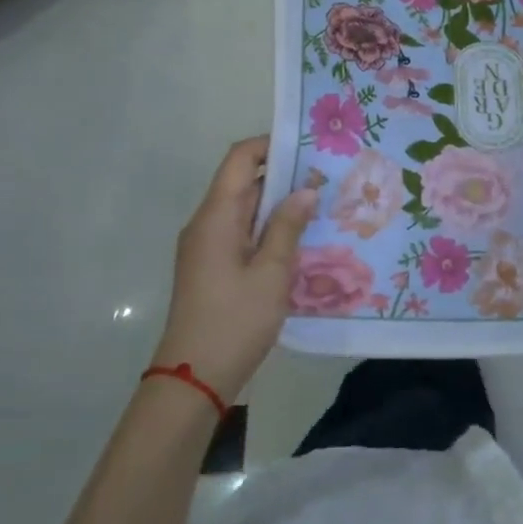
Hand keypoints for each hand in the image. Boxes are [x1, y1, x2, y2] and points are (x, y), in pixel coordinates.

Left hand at [150, 137, 317, 404]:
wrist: (194, 378)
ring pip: (244, 209)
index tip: (309, 147)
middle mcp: (206, 223)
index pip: (240, 159)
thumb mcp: (272, 272)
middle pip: (243, 181)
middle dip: (284, 175)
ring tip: (322, 204)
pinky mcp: (212, 266)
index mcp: (216, 216)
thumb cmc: (235, 320)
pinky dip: (268, 228)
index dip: (271, 144)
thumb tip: (306, 189)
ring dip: (279, 204)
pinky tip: (300, 239)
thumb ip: (288, 226)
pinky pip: (242, 233)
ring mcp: (206, 246)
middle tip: (328, 177)